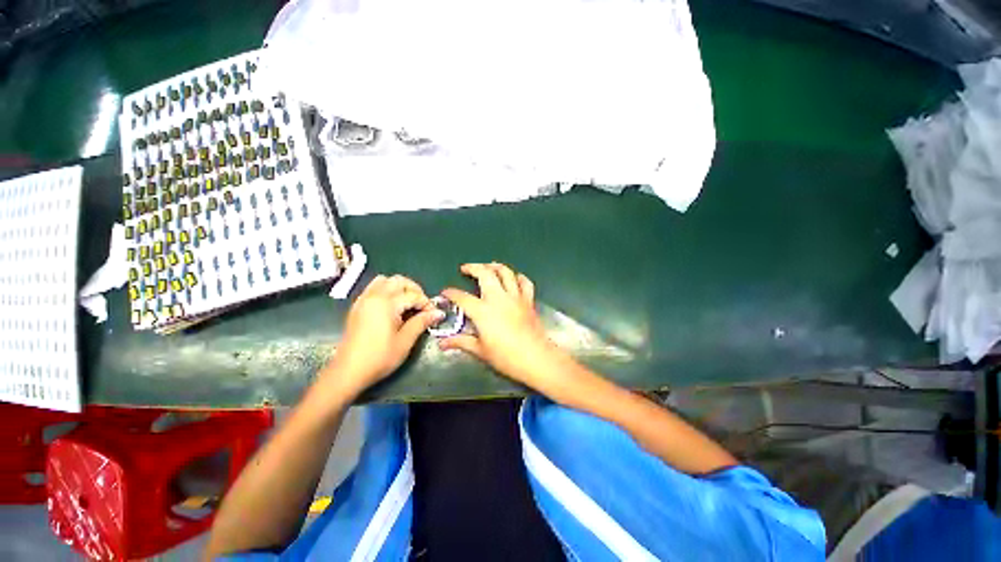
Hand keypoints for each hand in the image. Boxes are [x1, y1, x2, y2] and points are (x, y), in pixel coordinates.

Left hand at [324, 275, 442, 396]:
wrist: (348, 372)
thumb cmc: (379, 357)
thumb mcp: (405, 341)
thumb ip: (422, 322)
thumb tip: (438, 313)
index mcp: (387, 303)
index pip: (413, 295)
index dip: (427, 304)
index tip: (434, 315)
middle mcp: (374, 296)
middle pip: (399, 281)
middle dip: (414, 290)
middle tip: (422, 305)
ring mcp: (363, 300)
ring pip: (385, 280)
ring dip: (399, 287)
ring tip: (408, 303)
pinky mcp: (357, 306)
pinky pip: (374, 288)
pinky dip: (386, 290)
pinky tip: (392, 307)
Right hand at [440, 263, 569, 391]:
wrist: (536, 358)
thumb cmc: (506, 357)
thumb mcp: (480, 351)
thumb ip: (461, 342)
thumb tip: (442, 343)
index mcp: (483, 311)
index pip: (462, 297)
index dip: (451, 293)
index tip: (445, 292)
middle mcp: (498, 298)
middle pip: (485, 274)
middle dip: (473, 267)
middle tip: (465, 268)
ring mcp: (515, 297)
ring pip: (505, 272)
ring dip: (495, 266)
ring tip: (487, 266)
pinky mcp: (528, 300)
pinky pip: (525, 282)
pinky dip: (518, 277)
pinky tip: (514, 278)